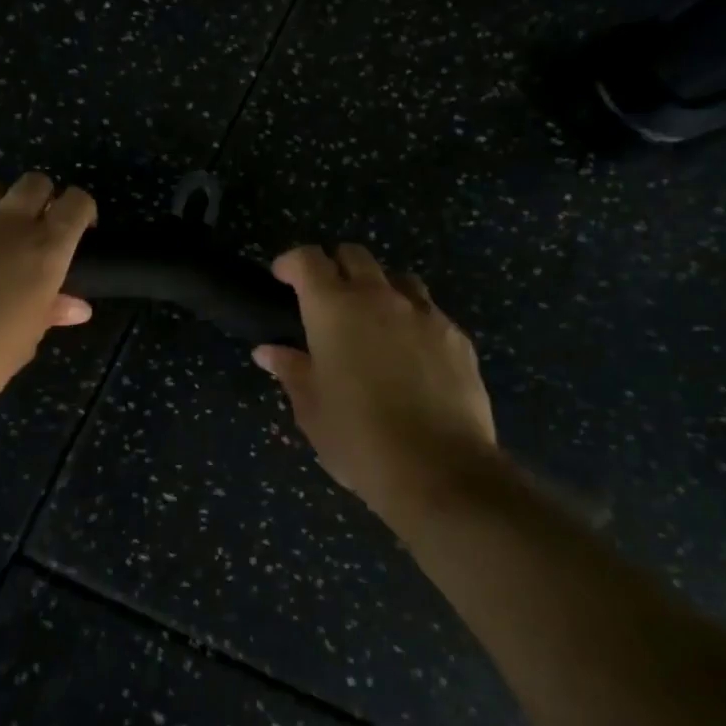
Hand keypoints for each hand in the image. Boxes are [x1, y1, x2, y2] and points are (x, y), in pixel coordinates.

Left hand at [0, 173, 96, 415]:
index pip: (76, 204)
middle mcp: (6, 225)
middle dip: (41, 198)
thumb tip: (77, 306)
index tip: (80, 229)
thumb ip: (50, 312)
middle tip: (35, 228)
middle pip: (34, 183)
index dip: (81, 210)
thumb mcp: (24, 342)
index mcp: (44, 252)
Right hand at [253, 245, 499, 519]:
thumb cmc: (358, 438)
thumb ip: (291, 370)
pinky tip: (410, 356)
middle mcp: (379, 298)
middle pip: (355, 256)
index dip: (291, 262)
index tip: (282, 278)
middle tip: (325, 300)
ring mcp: (424, 314)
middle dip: (335, 267)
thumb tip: (268, 352)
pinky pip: (429, 312)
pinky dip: (412, 320)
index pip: (308, 260)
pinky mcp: (457, 336)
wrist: (438, 469)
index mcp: (334, 309)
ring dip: (378, 289)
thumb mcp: (311, 408)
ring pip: (398, 279)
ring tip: (372, 323)